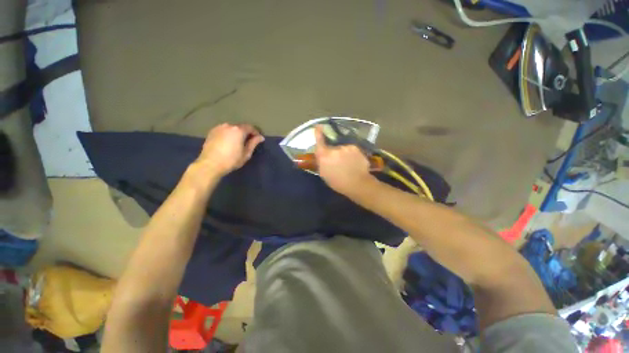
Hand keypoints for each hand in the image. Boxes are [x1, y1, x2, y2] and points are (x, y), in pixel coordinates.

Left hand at [196, 123, 264, 176]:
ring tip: (238, 142)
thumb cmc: (231, 160)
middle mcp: (229, 125)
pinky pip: (224, 130)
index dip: (256, 133)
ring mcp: (219, 127)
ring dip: (237, 133)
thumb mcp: (246, 153)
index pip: (251, 127)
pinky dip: (229, 134)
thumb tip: (260, 137)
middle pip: (241, 127)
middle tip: (249, 141)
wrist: (210, 164)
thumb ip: (254, 143)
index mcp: (239, 130)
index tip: (258, 139)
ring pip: (232, 128)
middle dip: (246, 132)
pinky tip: (229, 142)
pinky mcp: (212, 131)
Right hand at [314, 125, 375, 194]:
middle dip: (333, 153)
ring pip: (342, 149)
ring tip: (348, 164)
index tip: (318, 126)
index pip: (319, 142)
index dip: (318, 133)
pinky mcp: (356, 148)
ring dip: (343, 154)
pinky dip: (351, 154)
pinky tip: (354, 162)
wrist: (357, 183)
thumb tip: (321, 155)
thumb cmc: (338, 182)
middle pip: (332, 147)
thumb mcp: (324, 174)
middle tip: (338, 163)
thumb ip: (322, 162)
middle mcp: (334, 149)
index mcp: (324, 156)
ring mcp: (346, 147)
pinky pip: (350, 150)